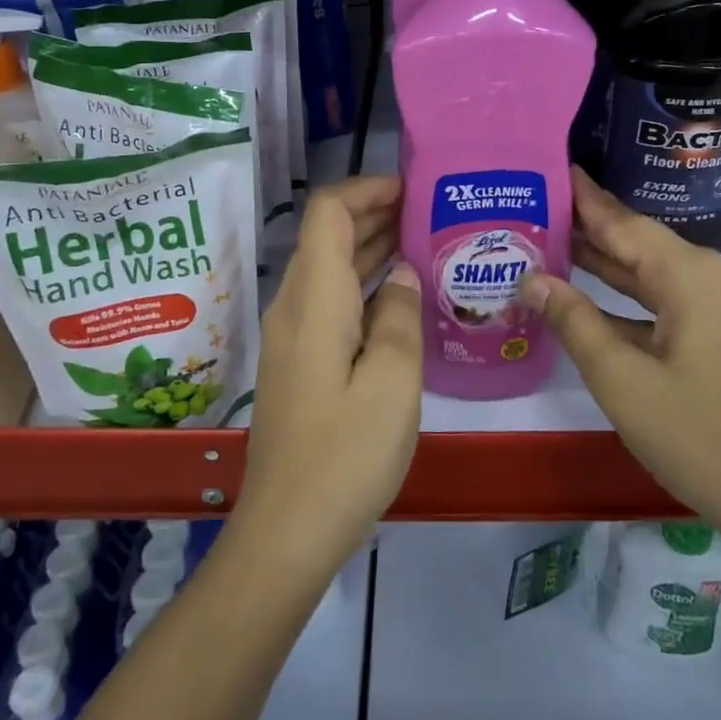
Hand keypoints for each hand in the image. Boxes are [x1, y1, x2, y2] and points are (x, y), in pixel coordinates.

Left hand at [235, 175, 422, 573]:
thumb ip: (400, 316)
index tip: (414, 190)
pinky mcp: (299, 362)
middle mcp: (295, 306)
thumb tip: (401, 273)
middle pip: (327, 236)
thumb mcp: (393, 381)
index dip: (367, 189)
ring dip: (371, 249)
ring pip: (330, 269)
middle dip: (375, 214)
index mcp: (314, 299)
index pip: (328, 212)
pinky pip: (331, 302)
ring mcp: (292, 336)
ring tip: (425, 244)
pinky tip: (400, 299)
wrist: (289, 530)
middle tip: (431, 214)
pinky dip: (364, 286)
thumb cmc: (347, 454)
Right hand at [519, 169, 720, 548]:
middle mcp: (718, 277)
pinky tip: (593, 300)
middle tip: (540, 209)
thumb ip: (573, 320)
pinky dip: (634, 300)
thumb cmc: (695, 435)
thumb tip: (532, 279)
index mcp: (694, 276)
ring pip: (657, 275)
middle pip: (643, 245)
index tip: (556, 169)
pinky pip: (673, 301)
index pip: (626, 223)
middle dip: (592, 232)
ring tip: (555, 246)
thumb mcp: (621, 378)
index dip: (587, 199)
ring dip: (610, 267)